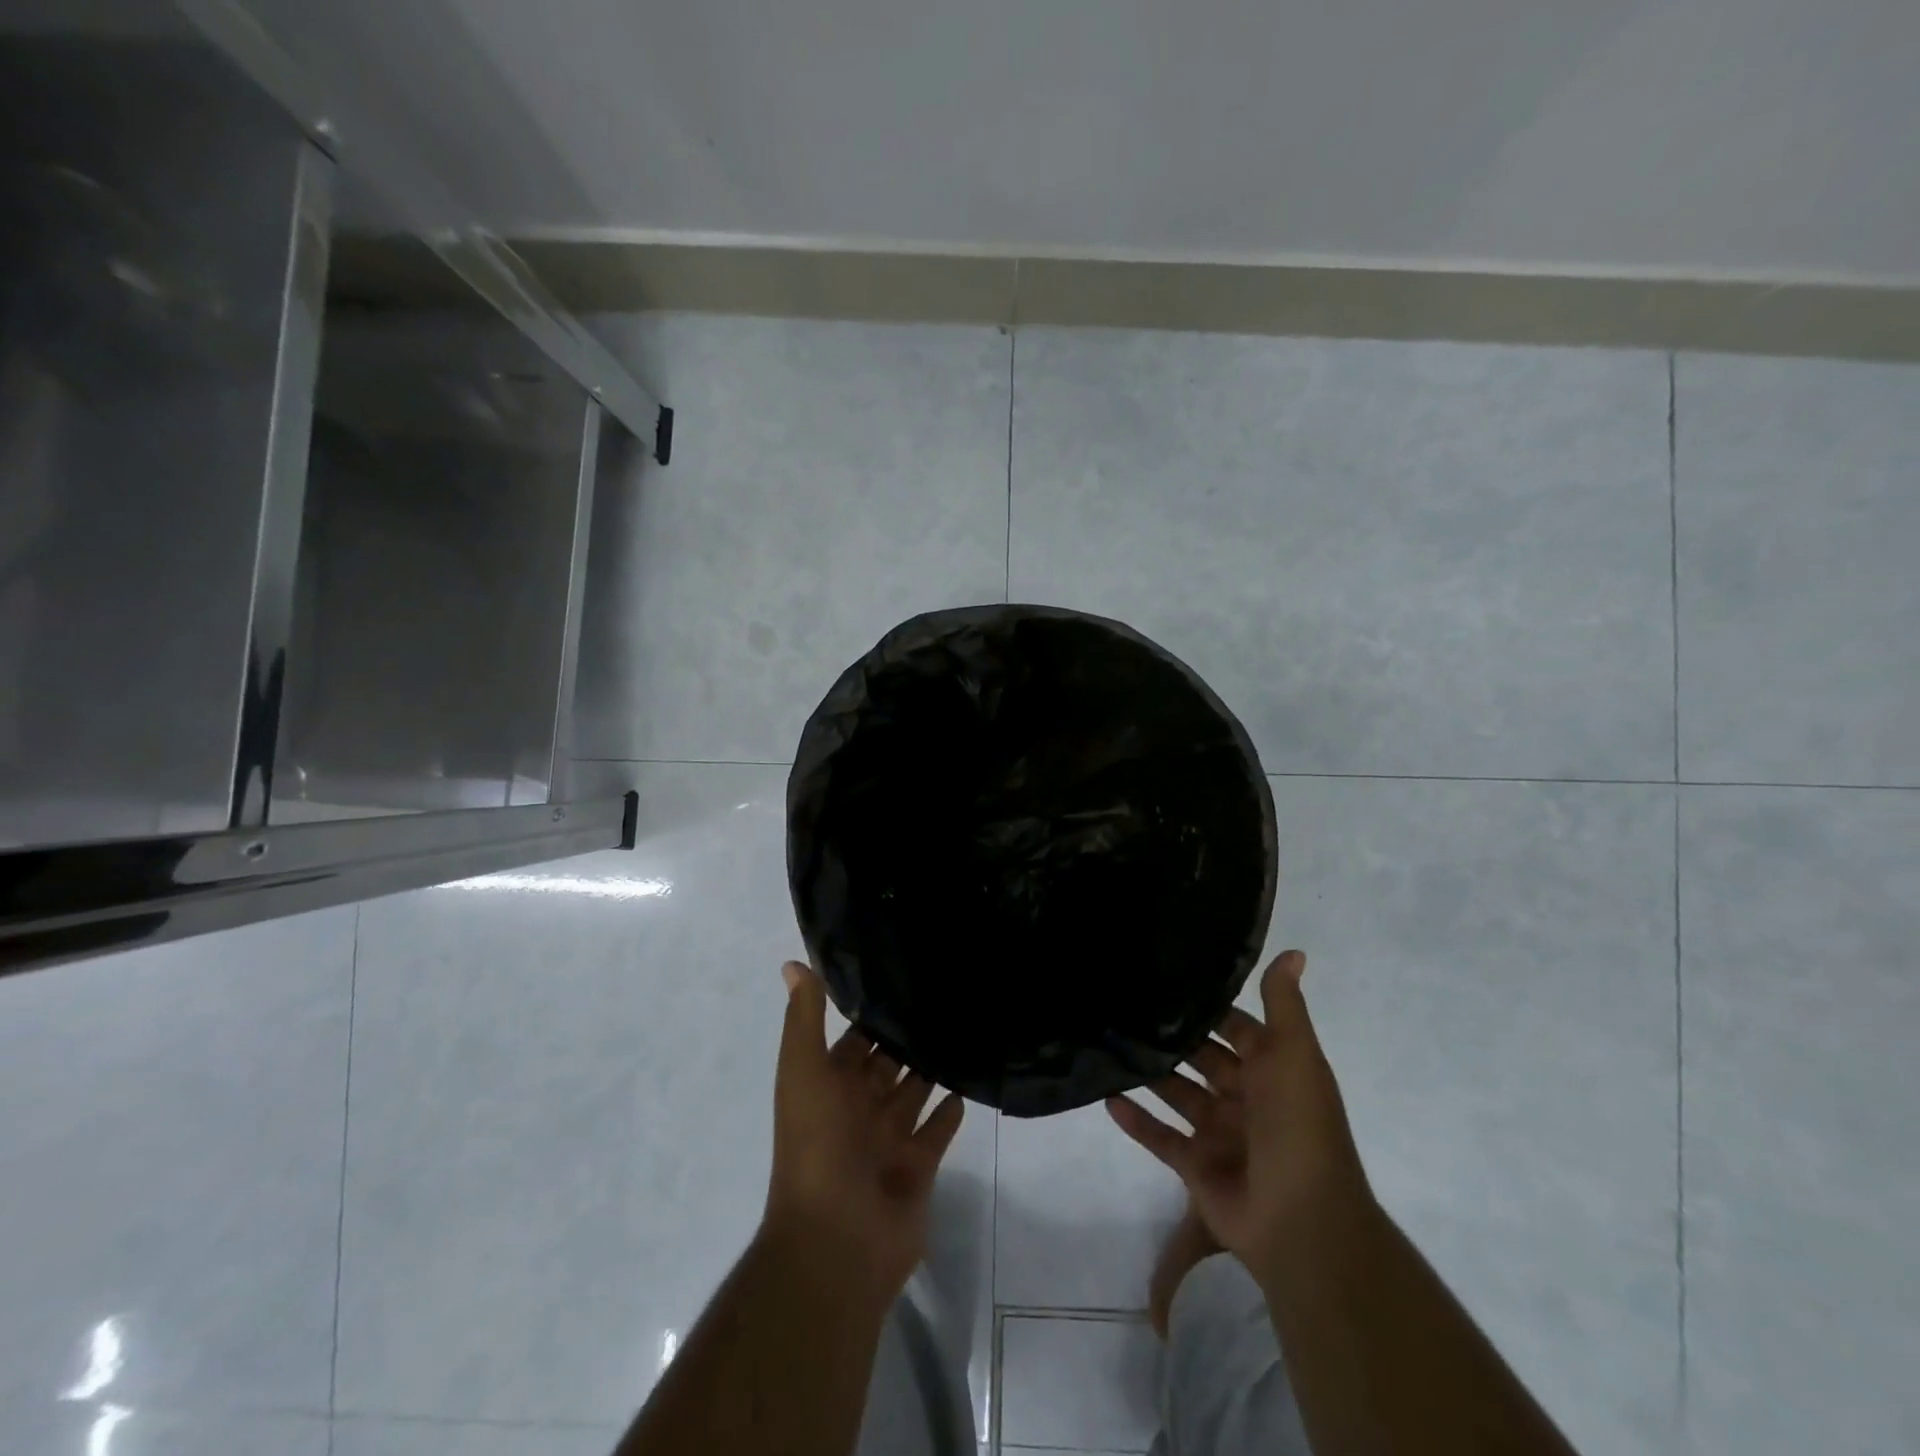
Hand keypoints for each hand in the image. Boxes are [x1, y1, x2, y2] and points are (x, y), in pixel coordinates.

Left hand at [764, 962, 965, 1304]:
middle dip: (906, 1038)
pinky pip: (937, 1131)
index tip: (901, 975)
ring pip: (914, 1093)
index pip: (853, 1041)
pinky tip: (969, 1082)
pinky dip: (950, 1111)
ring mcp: (888, 1141)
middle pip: (886, 1065)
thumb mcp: (804, 1072)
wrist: (837, 1240)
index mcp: (829, 1087)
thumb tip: (794, 963)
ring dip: (931, 1069)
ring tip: (963, 1028)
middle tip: (945, 997)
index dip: (872, 1014)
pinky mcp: (918, 1168)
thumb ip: (805, 1019)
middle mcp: (858, 1110)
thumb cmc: (817, 1146)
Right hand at [1106, 951, 1372, 1286]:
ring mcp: (1218, 1134)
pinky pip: (1159, 1137)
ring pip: (1176, 1093)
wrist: (1301, 1221)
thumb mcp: (1295, 1055)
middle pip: (1201, 1059)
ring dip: (1149, 1072)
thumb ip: (1283, 1005)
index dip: (1208, 1005)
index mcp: (1271, 1071)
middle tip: (1125, 1004)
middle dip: (1172, 1036)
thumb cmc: (1297, 1126)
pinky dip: (1136, 1119)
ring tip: (1107, 1041)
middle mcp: (1245, 1098)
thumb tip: (1294, 951)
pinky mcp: (1195, 1166)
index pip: (1236, 1028)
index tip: (1167, 976)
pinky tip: (1106, 1095)